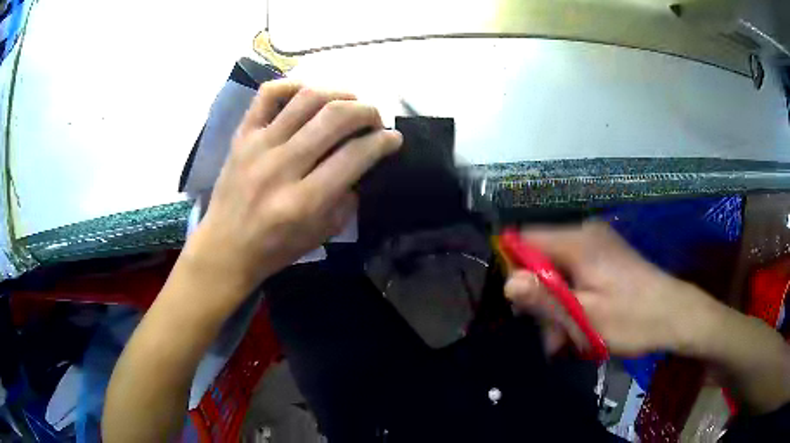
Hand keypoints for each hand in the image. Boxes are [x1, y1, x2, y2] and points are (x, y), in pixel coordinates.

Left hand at [184, 80, 401, 296]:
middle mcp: (282, 167)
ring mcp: (258, 146)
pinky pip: (267, 95)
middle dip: (367, 112)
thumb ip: (347, 198)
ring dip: (338, 94)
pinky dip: (292, 85)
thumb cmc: (275, 248)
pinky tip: (307, 94)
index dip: (383, 141)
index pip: (354, 156)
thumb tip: (361, 161)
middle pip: (335, 118)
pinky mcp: (242, 135)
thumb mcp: (322, 235)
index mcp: (304, 201)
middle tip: (374, 119)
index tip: (393, 138)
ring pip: (306, 99)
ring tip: (349, 102)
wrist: (225, 247)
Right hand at [504, 222, 720, 356]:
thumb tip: (508, 284)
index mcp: (578, 242)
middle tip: (552, 337)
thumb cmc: (632, 318)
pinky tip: (581, 328)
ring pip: (559, 274)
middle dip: (540, 299)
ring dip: (557, 308)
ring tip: (568, 342)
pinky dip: (573, 302)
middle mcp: (585, 236)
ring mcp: (598, 247)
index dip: (515, 269)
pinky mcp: (606, 260)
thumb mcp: (586, 316)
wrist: (675, 316)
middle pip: (542, 260)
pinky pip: (576, 278)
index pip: (525, 239)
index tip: (522, 305)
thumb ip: (546, 299)